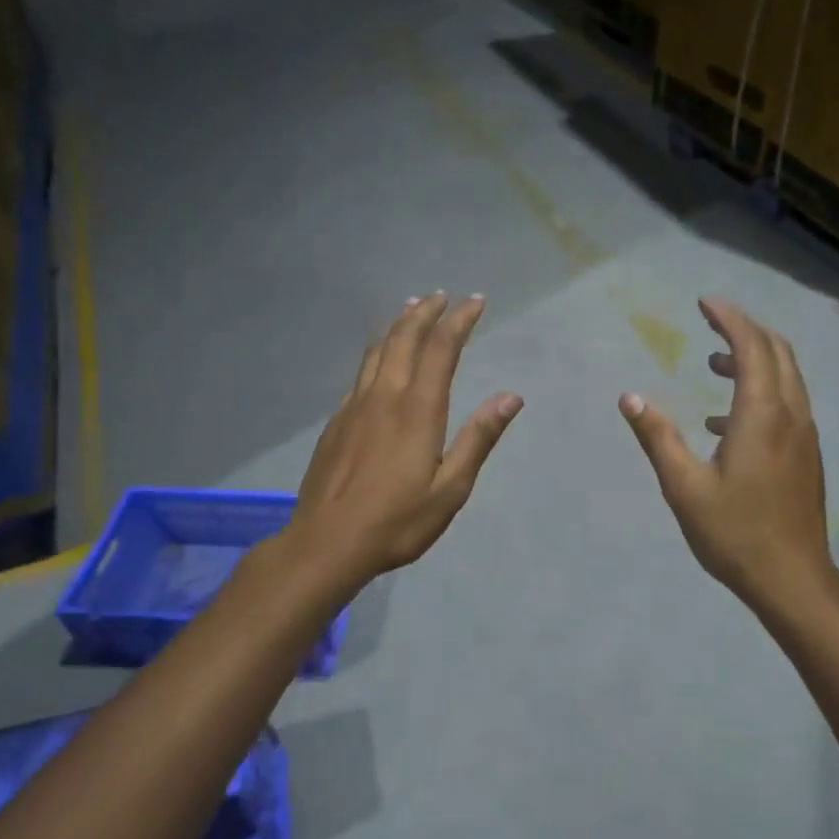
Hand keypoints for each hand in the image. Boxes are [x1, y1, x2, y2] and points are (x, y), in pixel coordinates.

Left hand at [294, 293, 521, 581]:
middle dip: (425, 312)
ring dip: (397, 326)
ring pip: (377, 351)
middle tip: (441, 296)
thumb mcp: (450, 488)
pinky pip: (360, 374)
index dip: (459, 321)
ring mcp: (354, 406)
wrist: (328, 542)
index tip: (474, 301)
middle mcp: (384, 396)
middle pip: (404, 338)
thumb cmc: (397, 521)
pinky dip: (376, 354)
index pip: (441, 349)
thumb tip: (510, 397)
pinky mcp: (336, 422)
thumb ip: (479, 438)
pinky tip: (379, 363)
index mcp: (418, 409)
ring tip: (409, 310)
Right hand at [619, 298, 831, 608]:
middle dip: (745, 329)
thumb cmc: (735, 533)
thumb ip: (658, 437)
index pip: (752, 347)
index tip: (704, 302)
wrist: (793, 579)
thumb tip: (629, 397)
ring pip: (786, 376)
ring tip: (713, 363)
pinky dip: (760, 390)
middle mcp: (791, 415)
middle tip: (710, 320)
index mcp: (762, 416)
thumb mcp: (684, 486)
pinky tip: (724, 420)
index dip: (729, 318)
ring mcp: (804, 436)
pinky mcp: (806, 455)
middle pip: (778, 352)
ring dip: (754, 359)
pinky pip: (787, 403)